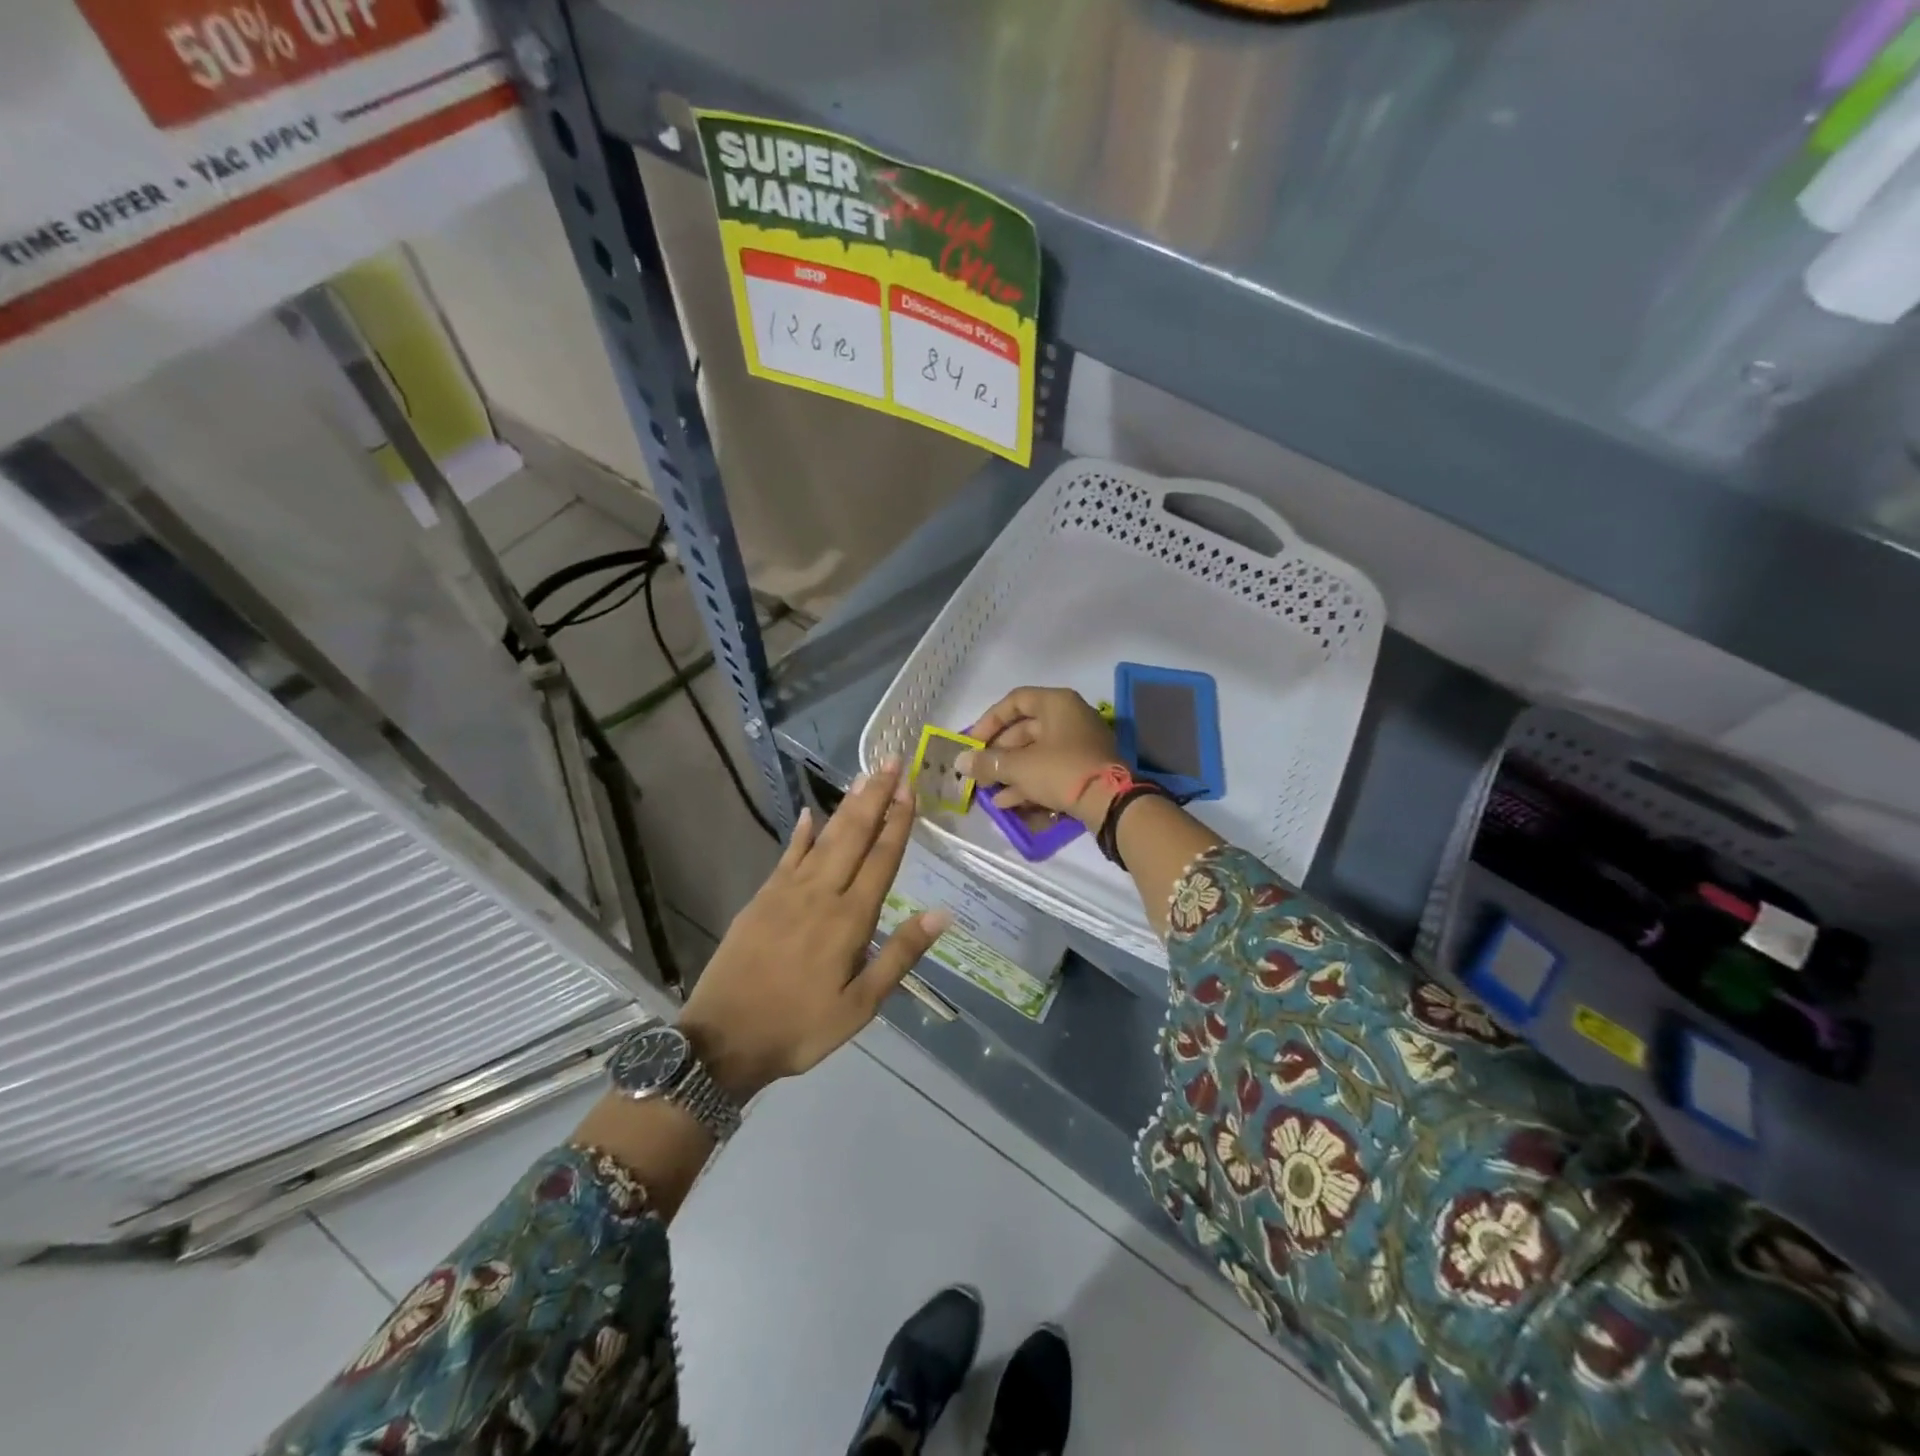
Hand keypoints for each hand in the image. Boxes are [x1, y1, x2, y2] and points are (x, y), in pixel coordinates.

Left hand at [678, 761, 950, 1099]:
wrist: (724, 1039)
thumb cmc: (800, 1027)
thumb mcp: (860, 1006)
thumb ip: (899, 955)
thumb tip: (941, 913)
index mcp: (849, 920)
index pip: (881, 859)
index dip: (898, 822)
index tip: (910, 789)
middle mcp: (821, 894)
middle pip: (854, 835)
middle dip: (875, 797)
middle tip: (891, 762)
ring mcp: (787, 892)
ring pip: (823, 838)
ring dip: (846, 806)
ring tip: (863, 777)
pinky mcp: (762, 897)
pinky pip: (787, 855)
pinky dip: (800, 833)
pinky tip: (807, 813)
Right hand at [957, 686, 1122, 826]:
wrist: (1111, 802)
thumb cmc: (1061, 770)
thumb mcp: (1019, 766)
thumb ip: (987, 762)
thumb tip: (960, 762)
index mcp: (1057, 703)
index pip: (1015, 701)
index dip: (989, 720)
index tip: (972, 743)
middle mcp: (1070, 718)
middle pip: (1024, 730)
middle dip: (998, 753)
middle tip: (979, 771)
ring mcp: (1079, 744)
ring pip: (1036, 753)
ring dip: (1010, 772)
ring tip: (988, 792)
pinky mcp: (1084, 769)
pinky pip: (1050, 770)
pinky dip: (1029, 782)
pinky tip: (1007, 803)